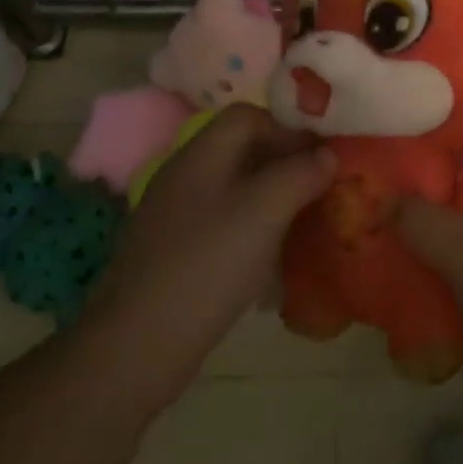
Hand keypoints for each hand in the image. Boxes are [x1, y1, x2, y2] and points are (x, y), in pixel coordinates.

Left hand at [83, 104, 332, 409]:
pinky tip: (272, 258)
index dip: (288, 127)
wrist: (135, 347)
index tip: (323, 154)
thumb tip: (328, 155)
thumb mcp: (264, 212)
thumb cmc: (205, 266)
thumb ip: (300, 174)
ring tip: (305, 220)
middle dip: (285, 162)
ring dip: (272, 197)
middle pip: (242, 150)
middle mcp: (185, 176)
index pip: (248, 116)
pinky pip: (223, 224)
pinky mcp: (175, 253)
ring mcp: (176, 216)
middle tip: (323, 186)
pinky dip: (253, 229)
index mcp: (201, 154)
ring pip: (235, 189)